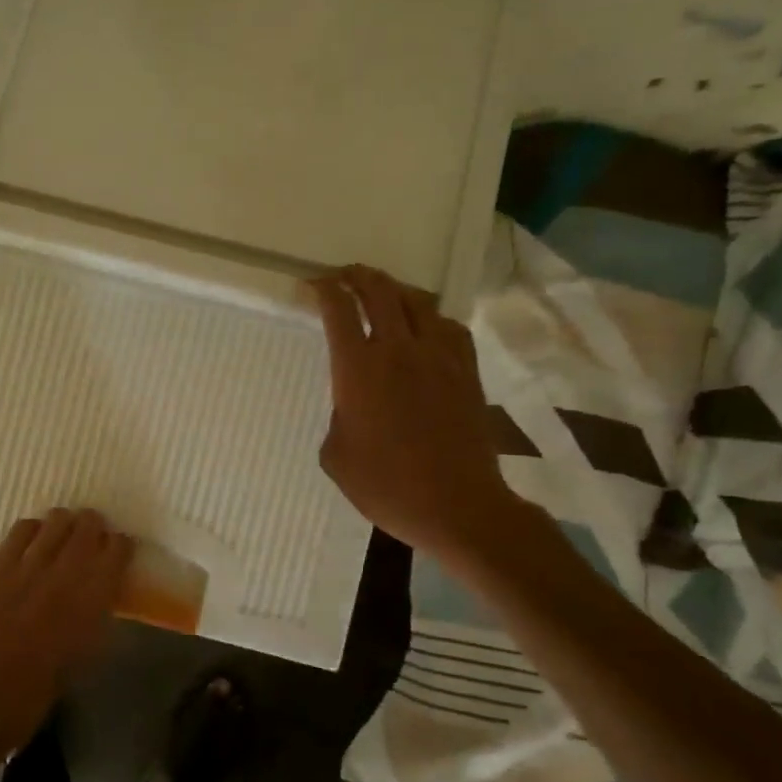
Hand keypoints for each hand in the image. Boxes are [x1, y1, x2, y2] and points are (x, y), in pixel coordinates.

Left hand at [0, 509, 132, 764]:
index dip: (121, 546)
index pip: (117, 552)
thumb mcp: (83, 658)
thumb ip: (94, 620)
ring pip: (56, 522)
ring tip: (66, 532)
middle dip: (95, 527)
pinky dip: (33, 528)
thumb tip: (100, 596)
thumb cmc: (36, 695)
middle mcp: (65, 576)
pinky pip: (20, 531)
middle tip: (94, 536)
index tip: (120, 550)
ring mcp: (28, 568)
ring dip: (66, 523)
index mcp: (93, 603)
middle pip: (88, 527)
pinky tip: (35, 538)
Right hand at [311, 266, 517, 561]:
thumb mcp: (336, 456)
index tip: (314, 285)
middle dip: (358, 276)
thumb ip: (338, 417)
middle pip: (380, 292)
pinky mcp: (467, 372)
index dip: (325, 290)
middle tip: (345, 275)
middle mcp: (400, 350)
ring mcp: (439, 357)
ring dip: (395, 291)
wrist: (457, 506)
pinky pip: (449, 327)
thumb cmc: (386, 485)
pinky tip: (426, 327)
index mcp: (359, 369)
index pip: (339, 311)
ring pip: (418, 302)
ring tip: (383, 293)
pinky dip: (431, 317)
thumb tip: (351, 405)